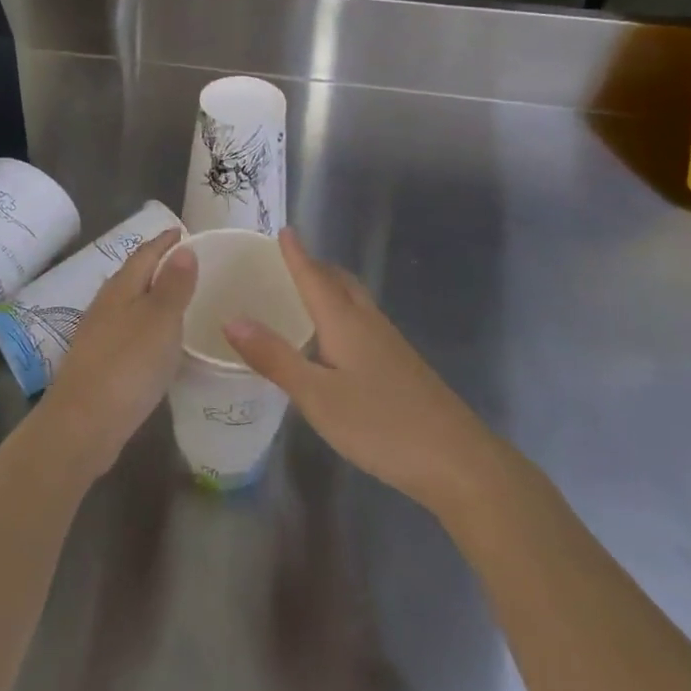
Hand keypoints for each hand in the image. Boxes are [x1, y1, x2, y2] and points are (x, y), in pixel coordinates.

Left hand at [40, 228, 195, 479]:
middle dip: (157, 266)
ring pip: (129, 305)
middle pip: (133, 277)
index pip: (144, 254)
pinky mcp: (99, 363)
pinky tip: (156, 342)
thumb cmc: (127, 366)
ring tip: (177, 299)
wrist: (82, 424)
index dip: (164, 241)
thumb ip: (173, 286)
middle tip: (186, 263)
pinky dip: (146, 327)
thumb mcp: (160, 321)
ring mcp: (98, 335)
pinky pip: (128, 331)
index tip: (183, 231)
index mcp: (120, 288)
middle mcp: (106, 305)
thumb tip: (182, 249)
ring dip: (151, 297)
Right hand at [223, 229, 494, 513]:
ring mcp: (391, 346)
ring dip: (332, 288)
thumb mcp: (317, 395)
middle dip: (316, 267)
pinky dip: (344, 315)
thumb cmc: (381, 424)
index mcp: (345, 322)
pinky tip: (338, 342)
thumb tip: (232, 319)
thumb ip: (275, 358)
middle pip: (341, 282)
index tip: (283, 229)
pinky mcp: (403, 368)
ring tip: (308, 293)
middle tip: (291, 261)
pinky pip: (365, 324)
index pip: (315, 277)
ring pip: (356, 302)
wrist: (458, 461)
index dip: (297, 254)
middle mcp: (369, 324)